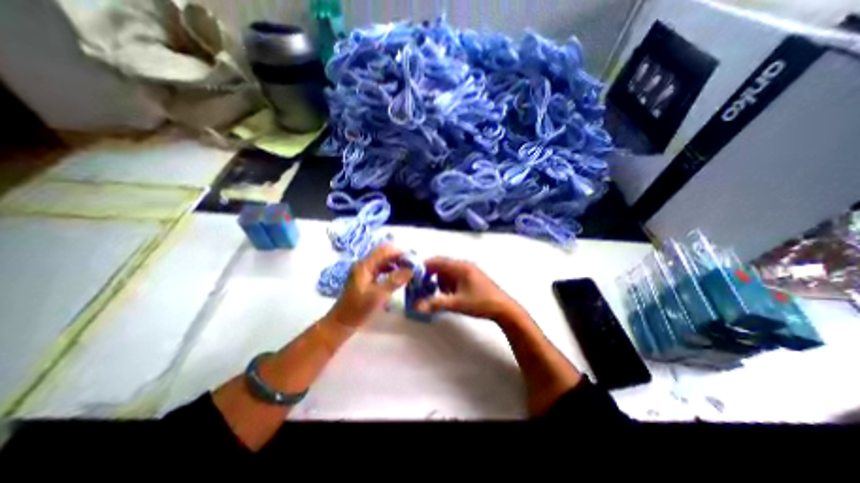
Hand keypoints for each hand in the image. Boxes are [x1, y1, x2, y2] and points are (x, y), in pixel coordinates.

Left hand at [327, 245, 412, 327]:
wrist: (343, 322)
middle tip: (413, 265)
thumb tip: (411, 269)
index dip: (399, 253)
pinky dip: (391, 269)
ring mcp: (365, 271)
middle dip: (399, 257)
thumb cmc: (358, 309)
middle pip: (384, 254)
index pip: (384, 251)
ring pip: (383, 261)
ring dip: (396, 263)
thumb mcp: (378, 295)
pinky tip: (399, 276)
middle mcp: (364, 264)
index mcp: (364, 266)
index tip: (413, 259)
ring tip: (408, 270)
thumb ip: (395, 281)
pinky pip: (381, 268)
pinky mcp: (367, 278)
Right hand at [413, 257, 519, 324]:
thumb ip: (436, 303)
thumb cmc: (480, 303)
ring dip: (441, 280)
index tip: (415, 276)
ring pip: (449, 271)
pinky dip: (449, 283)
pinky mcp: (473, 276)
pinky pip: (456, 275)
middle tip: (424, 287)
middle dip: (432, 275)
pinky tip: (451, 294)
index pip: (437, 261)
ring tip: (441, 294)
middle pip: (442, 265)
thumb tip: (417, 306)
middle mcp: (464, 265)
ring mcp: (470, 270)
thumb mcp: (457, 304)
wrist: (503, 308)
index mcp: (460, 267)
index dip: (424, 266)